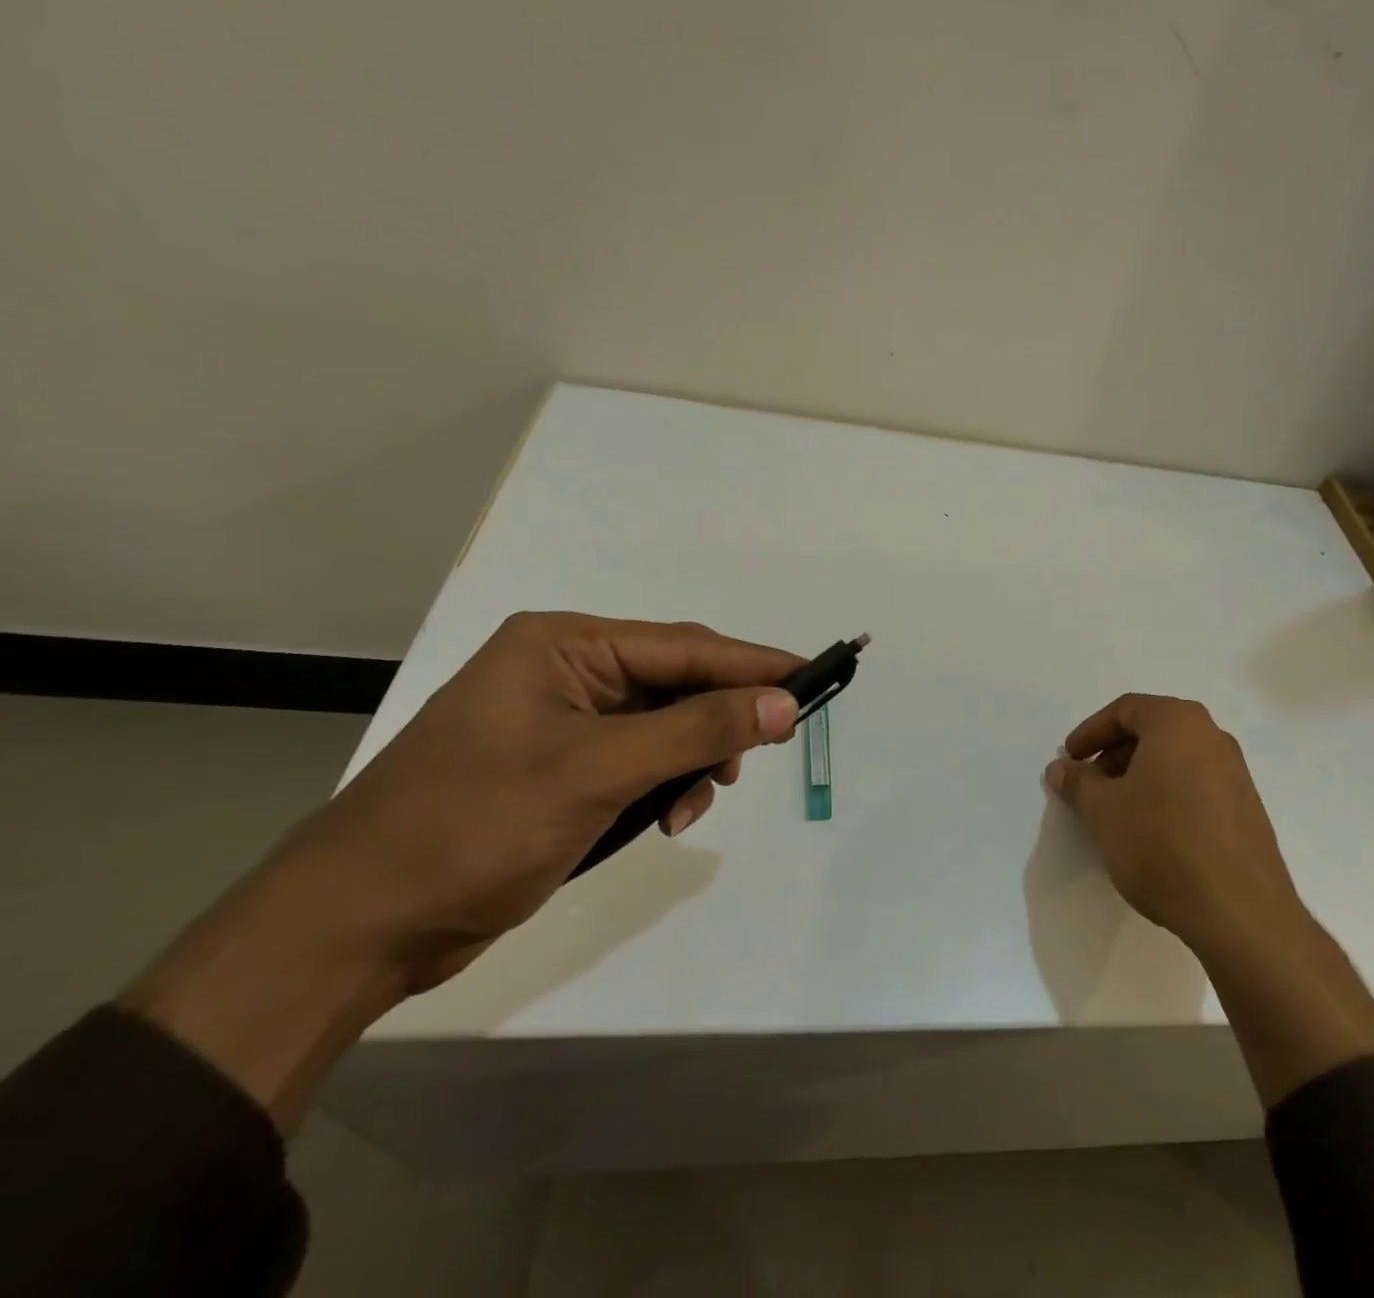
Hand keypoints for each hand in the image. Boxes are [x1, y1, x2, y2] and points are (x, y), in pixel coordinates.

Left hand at [286, 612, 803, 988]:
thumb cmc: (473, 828)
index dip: (753, 663)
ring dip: (693, 760)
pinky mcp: (560, 768)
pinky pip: (638, 761)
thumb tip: (784, 703)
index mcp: (564, 646)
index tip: (816, 677)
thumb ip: (697, 730)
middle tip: (766, 749)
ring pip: (664, 725)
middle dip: (720, 719)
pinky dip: (663, 785)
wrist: (356, 928)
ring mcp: (561, 721)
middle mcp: (566, 672)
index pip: (684, 646)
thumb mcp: (597, 772)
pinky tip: (667, 818)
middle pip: (677, 682)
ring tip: (697, 802)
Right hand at [1046, 694, 1302, 954]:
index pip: (1125, 710)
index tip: (1070, 760)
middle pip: (1152, 732)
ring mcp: (1236, 773)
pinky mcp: (1247, 809)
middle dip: (1114, 755)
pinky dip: (1166, 795)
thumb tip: (1061, 768)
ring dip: (1139, 777)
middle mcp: (1213, 737)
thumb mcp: (1103, 811)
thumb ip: (1078, 782)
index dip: (1090, 732)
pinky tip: (1152, 833)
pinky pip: (1196, 785)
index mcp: (1179, 722)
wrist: (1239, 911)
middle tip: (1089, 787)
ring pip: (1174, 760)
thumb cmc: (1161, 843)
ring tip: (1117, 813)